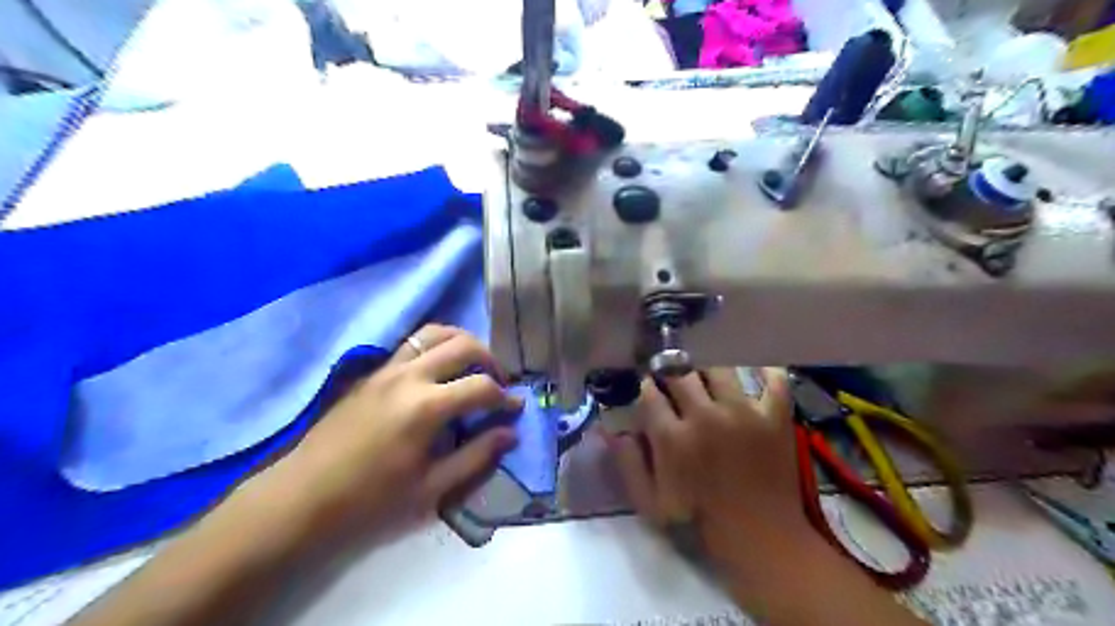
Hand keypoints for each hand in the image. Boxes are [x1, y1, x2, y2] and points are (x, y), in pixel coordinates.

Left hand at [260, 326, 523, 538]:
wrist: (303, 498)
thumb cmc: (370, 501)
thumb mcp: (431, 488)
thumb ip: (476, 456)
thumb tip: (510, 433)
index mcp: (426, 407)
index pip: (481, 386)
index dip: (505, 397)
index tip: (515, 409)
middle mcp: (409, 376)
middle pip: (463, 345)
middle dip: (490, 360)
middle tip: (498, 383)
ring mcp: (387, 369)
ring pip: (434, 333)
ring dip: (462, 342)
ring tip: (472, 366)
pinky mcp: (371, 372)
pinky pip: (411, 343)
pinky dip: (435, 346)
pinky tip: (439, 371)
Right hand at [607, 369, 807, 555]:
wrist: (761, 538)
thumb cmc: (699, 521)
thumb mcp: (650, 502)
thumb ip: (628, 462)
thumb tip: (610, 428)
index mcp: (672, 438)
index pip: (649, 393)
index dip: (645, 387)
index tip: (647, 388)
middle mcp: (705, 416)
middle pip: (680, 372)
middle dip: (671, 372)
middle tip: (673, 378)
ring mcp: (744, 412)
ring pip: (719, 368)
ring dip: (708, 369)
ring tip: (706, 377)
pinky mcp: (775, 416)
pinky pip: (772, 378)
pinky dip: (764, 370)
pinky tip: (754, 370)